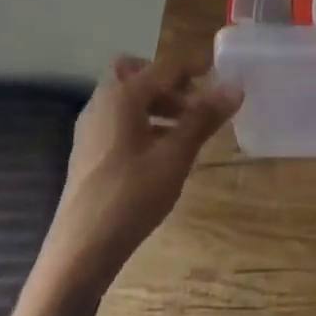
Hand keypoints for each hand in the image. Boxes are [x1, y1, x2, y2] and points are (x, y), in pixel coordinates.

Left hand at [42, 54, 242, 290]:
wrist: (79, 252)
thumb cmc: (130, 196)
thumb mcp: (175, 156)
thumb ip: (203, 118)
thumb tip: (235, 86)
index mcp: (122, 96)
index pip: (165, 66)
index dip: (195, 64)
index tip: (221, 67)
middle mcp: (102, 103)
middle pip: (135, 72)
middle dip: (166, 80)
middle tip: (193, 99)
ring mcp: (91, 129)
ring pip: (127, 98)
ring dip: (157, 102)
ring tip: (186, 128)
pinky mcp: (88, 152)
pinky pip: (119, 120)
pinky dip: (143, 121)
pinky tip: (162, 151)